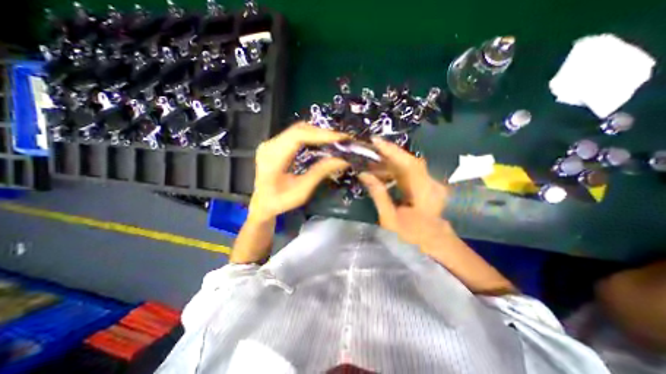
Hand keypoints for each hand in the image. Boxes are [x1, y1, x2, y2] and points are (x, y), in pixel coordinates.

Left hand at [246, 122, 348, 222]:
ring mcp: (271, 143)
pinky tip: (322, 142)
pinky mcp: (275, 144)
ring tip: (335, 140)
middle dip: (322, 133)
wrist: (263, 204)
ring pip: (298, 130)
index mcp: (273, 157)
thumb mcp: (302, 191)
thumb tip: (343, 160)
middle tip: (342, 139)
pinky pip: (296, 135)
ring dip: (318, 133)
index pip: (298, 136)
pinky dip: (311, 136)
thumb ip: (320, 172)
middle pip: (299, 129)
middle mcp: (270, 145)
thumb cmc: (280, 201)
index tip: (340, 138)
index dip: (320, 135)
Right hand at [359, 138, 452, 244]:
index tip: (376, 141)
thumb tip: (364, 174)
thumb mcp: (389, 218)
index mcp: (423, 193)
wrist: (433, 244)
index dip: (392, 151)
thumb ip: (378, 194)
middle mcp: (430, 184)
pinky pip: (409, 172)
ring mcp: (430, 183)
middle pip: (408, 161)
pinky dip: (394, 169)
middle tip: (368, 150)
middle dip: (387, 154)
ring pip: (408, 165)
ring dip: (389, 161)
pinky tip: (382, 171)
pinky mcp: (426, 184)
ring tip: (371, 161)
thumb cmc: (411, 236)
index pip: (409, 164)